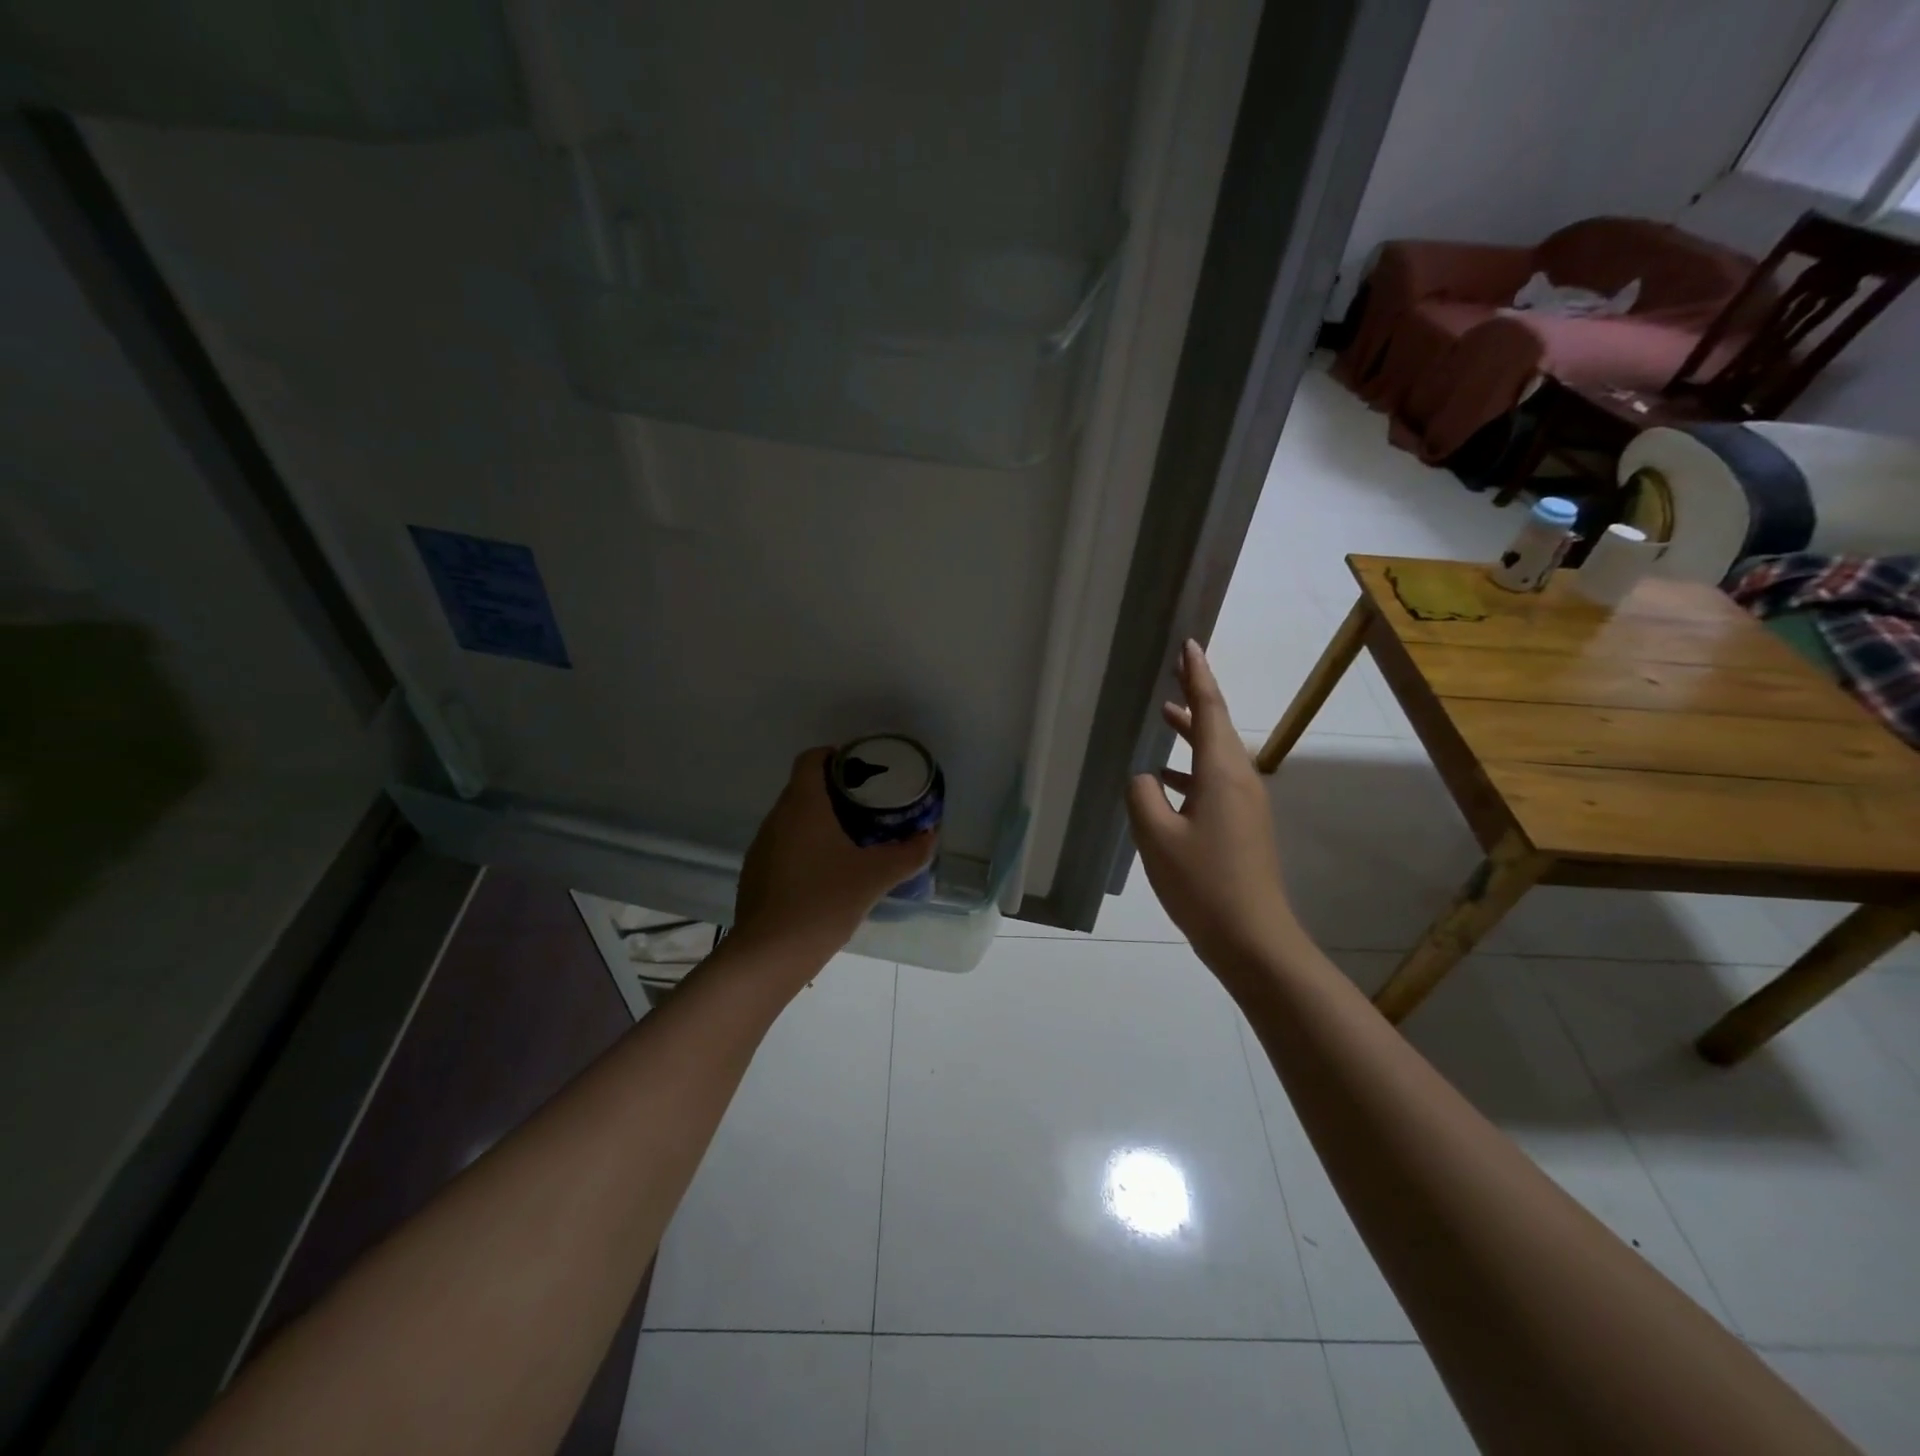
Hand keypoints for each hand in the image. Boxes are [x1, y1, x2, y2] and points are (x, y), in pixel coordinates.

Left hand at [733, 748, 935, 958]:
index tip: (864, 769)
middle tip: (870, 806)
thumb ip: (908, 854)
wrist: (770, 954)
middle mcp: (777, 818)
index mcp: (803, 805)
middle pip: (804, 788)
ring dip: (821, 821)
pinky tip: (828, 873)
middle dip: (837, 791)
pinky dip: (807, 847)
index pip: (812, 758)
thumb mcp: (875, 877)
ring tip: (854, 838)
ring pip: (794, 819)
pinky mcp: (756, 873)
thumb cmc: (824, 902)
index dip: (836, 756)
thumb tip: (931, 836)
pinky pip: (785, 845)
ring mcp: (762, 846)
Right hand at [1126, 641, 1299, 977]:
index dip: (1198, 676)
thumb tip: (1145, 777)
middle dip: (1195, 697)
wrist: (1252, 939)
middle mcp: (1240, 780)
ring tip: (1164, 715)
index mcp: (1222, 774)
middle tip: (1174, 669)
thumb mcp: (1156, 837)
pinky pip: (1214, 781)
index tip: (1190, 645)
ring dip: (1191, 734)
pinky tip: (1165, 781)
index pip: (1209, 710)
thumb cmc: (1202, 883)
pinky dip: (1190, 769)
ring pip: (1215, 755)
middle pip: (1216, 727)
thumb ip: (1143, 795)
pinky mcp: (1243, 826)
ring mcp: (1245, 805)